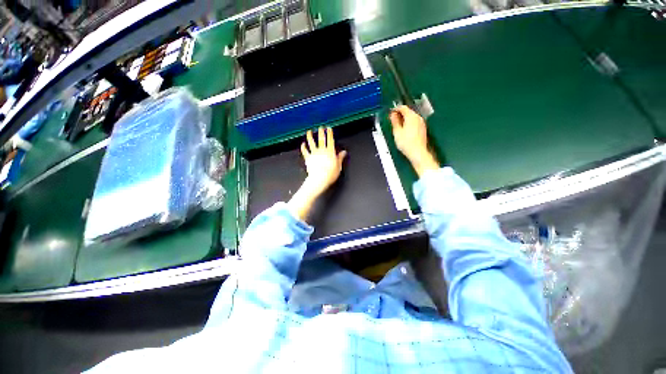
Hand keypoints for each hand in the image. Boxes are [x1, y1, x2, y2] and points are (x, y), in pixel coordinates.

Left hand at [300, 127, 346, 197]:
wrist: (319, 179)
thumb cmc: (330, 174)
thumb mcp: (338, 166)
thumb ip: (340, 158)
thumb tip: (344, 152)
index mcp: (330, 152)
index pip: (330, 140)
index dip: (329, 133)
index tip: (328, 128)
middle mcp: (322, 151)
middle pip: (321, 139)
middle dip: (321, 132)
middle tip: (320, 127)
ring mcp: (314, 154)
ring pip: (311, 143)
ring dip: (310, 136)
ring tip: (309, 132)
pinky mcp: (308, 158)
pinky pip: (305, 151)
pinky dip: (303, 147)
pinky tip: (303, 144)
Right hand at [390, 105, 438, 176]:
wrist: (418, 152)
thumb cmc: (406, 143)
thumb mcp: (397, 132)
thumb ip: (394, 121)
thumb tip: (392, 115)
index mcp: (411, 116)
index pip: (403, 107)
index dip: (395, 109)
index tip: (390, 113)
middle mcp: (418, 117)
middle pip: (408, 111)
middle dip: (400, 114)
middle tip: (392, 119)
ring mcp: (421, 123)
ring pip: (411, 117)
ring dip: (404, 119)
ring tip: (397, 125)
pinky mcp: (422, 128)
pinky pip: (414, 122)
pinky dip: (409, 123)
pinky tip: (404, 130)